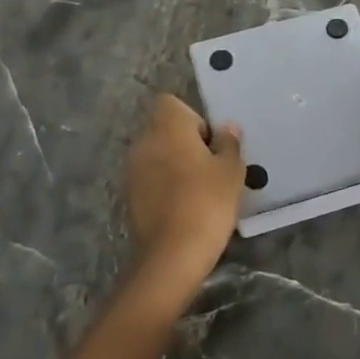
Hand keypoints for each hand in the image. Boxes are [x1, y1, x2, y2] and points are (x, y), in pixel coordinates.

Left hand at [124, 94, 244, 288]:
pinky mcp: (129, 196)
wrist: (172, 256)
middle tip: (211, 168)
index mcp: (167, 126)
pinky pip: (151, 178)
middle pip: (164, 129)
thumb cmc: (206, 202)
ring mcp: (132, 169)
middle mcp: (144, 141)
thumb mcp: (230, 171)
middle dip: (186, 143)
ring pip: (157, 154)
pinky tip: (184, 207)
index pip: (172, 103)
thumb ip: (229, 143)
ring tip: (199, 189)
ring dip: (174, 164)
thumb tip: (227, 127)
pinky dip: (165, 185)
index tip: (211, 143)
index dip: (194, 119)